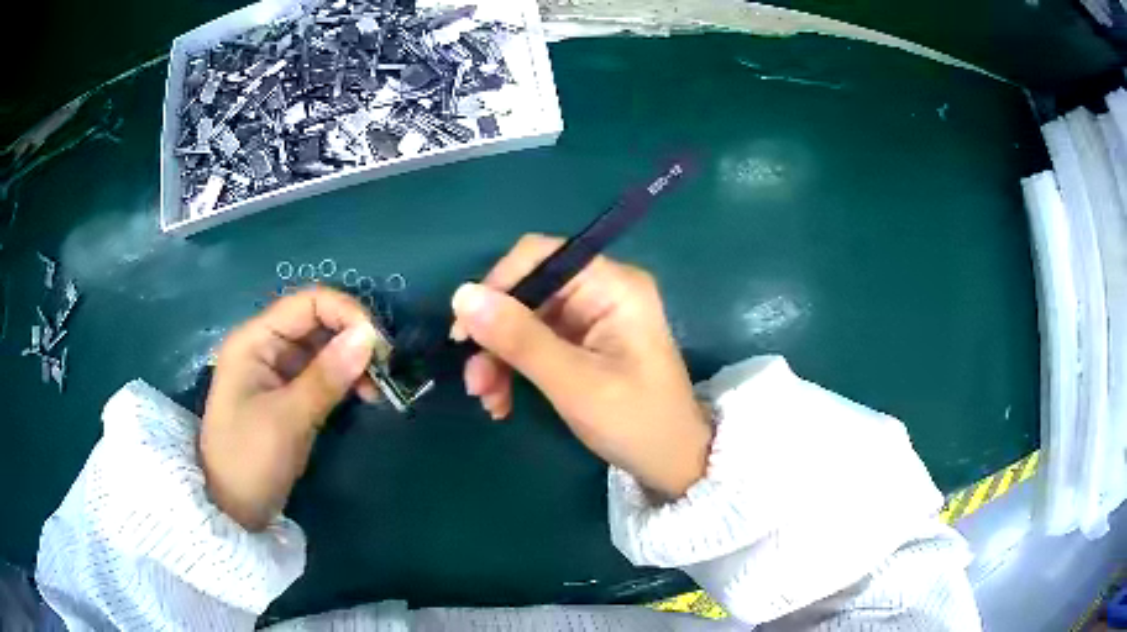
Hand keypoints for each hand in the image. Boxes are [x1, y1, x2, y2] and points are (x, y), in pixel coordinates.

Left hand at [201, 288, 381, 530]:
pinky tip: (365, 397)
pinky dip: (346, 381)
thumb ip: (327, 376)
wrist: (232, 509)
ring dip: (354, 362)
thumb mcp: (287, 419)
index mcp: (255, 340)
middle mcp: (267, 347)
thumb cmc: (249, 459)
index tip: (380, 346)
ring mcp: (278, 372)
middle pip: (318, 323)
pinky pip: (323, 375)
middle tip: (386, 371)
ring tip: (378, 390)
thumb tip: (369, 336)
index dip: (347, 313)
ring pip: (325, 349)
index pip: (308, 303)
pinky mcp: (290, 396)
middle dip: (354, 340)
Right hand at [451, 234, 713, 498]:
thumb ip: (519, 338)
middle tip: (475, 383)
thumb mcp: (574, 383)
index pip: (539, 257)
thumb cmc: (635, 422)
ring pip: (524, 321)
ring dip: (499, 359)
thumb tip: (462, 295)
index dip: (497, 287)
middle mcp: (601, 291)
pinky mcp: (583, 345)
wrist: (673, 463)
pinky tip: (503, 402)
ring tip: (488, 401)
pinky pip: (534, 344)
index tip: (466, 333)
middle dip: (495, 337)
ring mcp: (592, 319)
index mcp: (612, 286)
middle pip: (527, 293)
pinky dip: (514, 369)